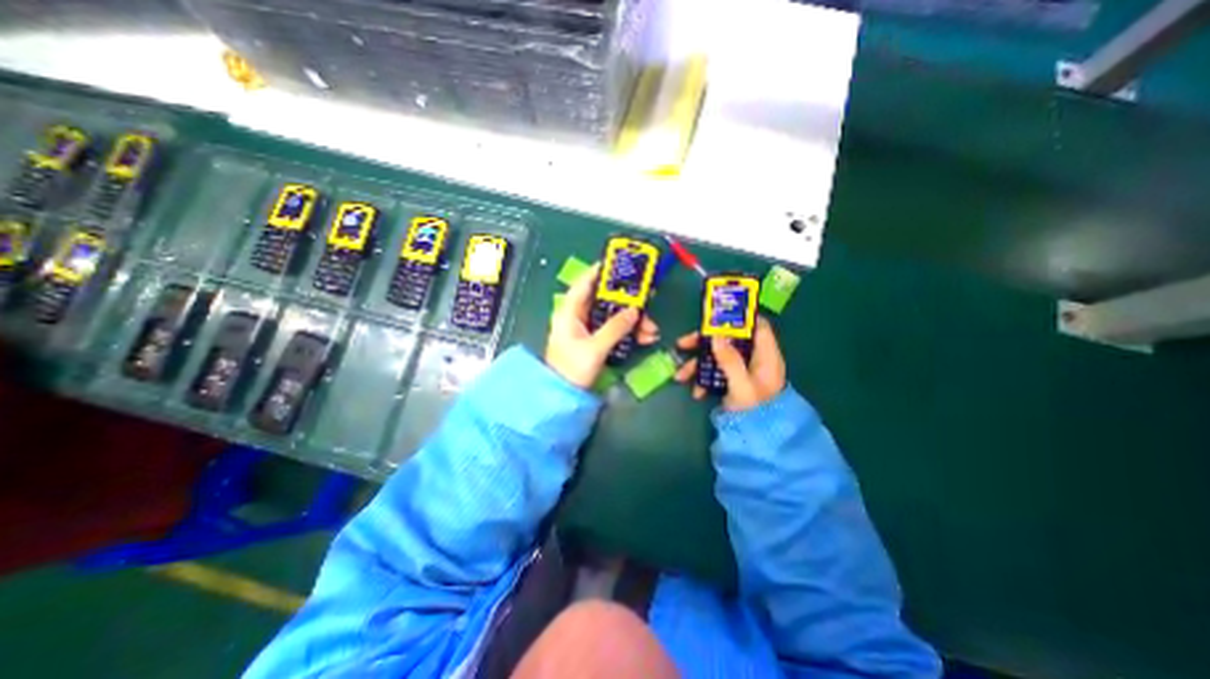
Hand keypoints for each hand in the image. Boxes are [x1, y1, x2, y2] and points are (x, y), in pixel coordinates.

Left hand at [549, 263, 660, 388]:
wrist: (564, 396)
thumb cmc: (572, 370)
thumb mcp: (594, 348)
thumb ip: (614, 328)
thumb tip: (633, 311)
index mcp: (570, 312)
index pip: (584, 283)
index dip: (600, 271)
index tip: (619, 263)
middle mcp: (578, 316)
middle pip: (604, 299)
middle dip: (627, 301)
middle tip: (646, 299)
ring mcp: (587, 328)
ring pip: (613, 315)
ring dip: (632, 320)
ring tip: (650, 328)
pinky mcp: (595, 340)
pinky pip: (615, 329)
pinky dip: (629, 331)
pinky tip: (644, 337)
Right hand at [670, 315, 785, 409]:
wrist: (758, 441)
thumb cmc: (755, 412)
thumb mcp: (742, 386)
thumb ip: (730, 360)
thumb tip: (716, 335)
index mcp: (765, 356)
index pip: (757, 326)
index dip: (739, 318)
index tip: (715, 315)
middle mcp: (754, 359)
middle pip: (729, 340)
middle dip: (704, 342)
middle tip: (682, 344)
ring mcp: (742, 371)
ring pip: (717, 356)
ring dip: (697, 364)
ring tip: (680, 375)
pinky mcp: (732, 381)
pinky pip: (715, 372)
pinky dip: (703, 379)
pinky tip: (696, 391)